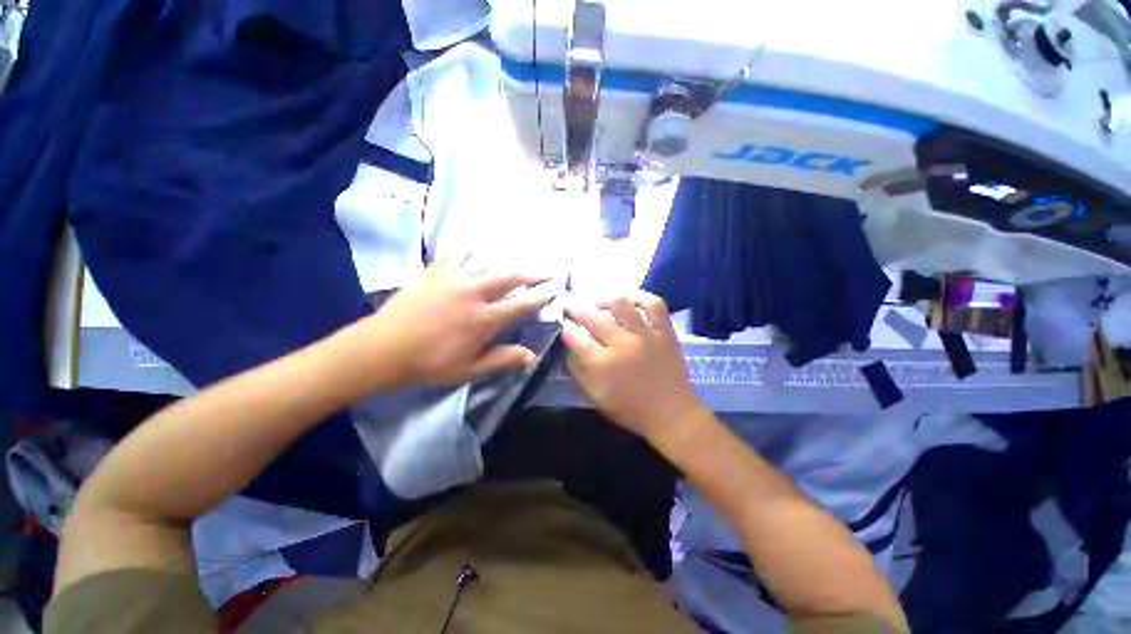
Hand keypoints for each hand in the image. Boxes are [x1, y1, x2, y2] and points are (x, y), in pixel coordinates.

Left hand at [361, 258, 552, 385]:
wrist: (383, 348)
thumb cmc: (429, 363)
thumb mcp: (469, 369)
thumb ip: (501, 359)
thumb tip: (532, 355)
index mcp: (484, 319)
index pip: (521, 304)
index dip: (541, 295)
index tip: (555, 288)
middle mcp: (474, 294)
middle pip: (509, 277)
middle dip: (531, 272)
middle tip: (546, 267)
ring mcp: (453, 280)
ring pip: (487, 264)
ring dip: (506, 261)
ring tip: (519, 257)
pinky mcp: (434, 273)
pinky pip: (454, 255)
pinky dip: (466, 249)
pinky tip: (472, 245)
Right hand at [561, 291, 705, 443]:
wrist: (671, 415)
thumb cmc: (629, 409)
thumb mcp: (594, 396)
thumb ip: (577, 370)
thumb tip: (567, 346)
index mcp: (602, 364)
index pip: (573, 336)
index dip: (562, 325)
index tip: (559, 320)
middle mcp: (622, 344)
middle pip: (592, 315)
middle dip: (574, 305)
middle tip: (567, 301)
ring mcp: (646, 335)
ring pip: (620, 303)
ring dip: (602, 298)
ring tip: (595, 300)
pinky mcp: (665, 331)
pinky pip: (654, 304)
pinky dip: (640, 296)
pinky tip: (629, 298)